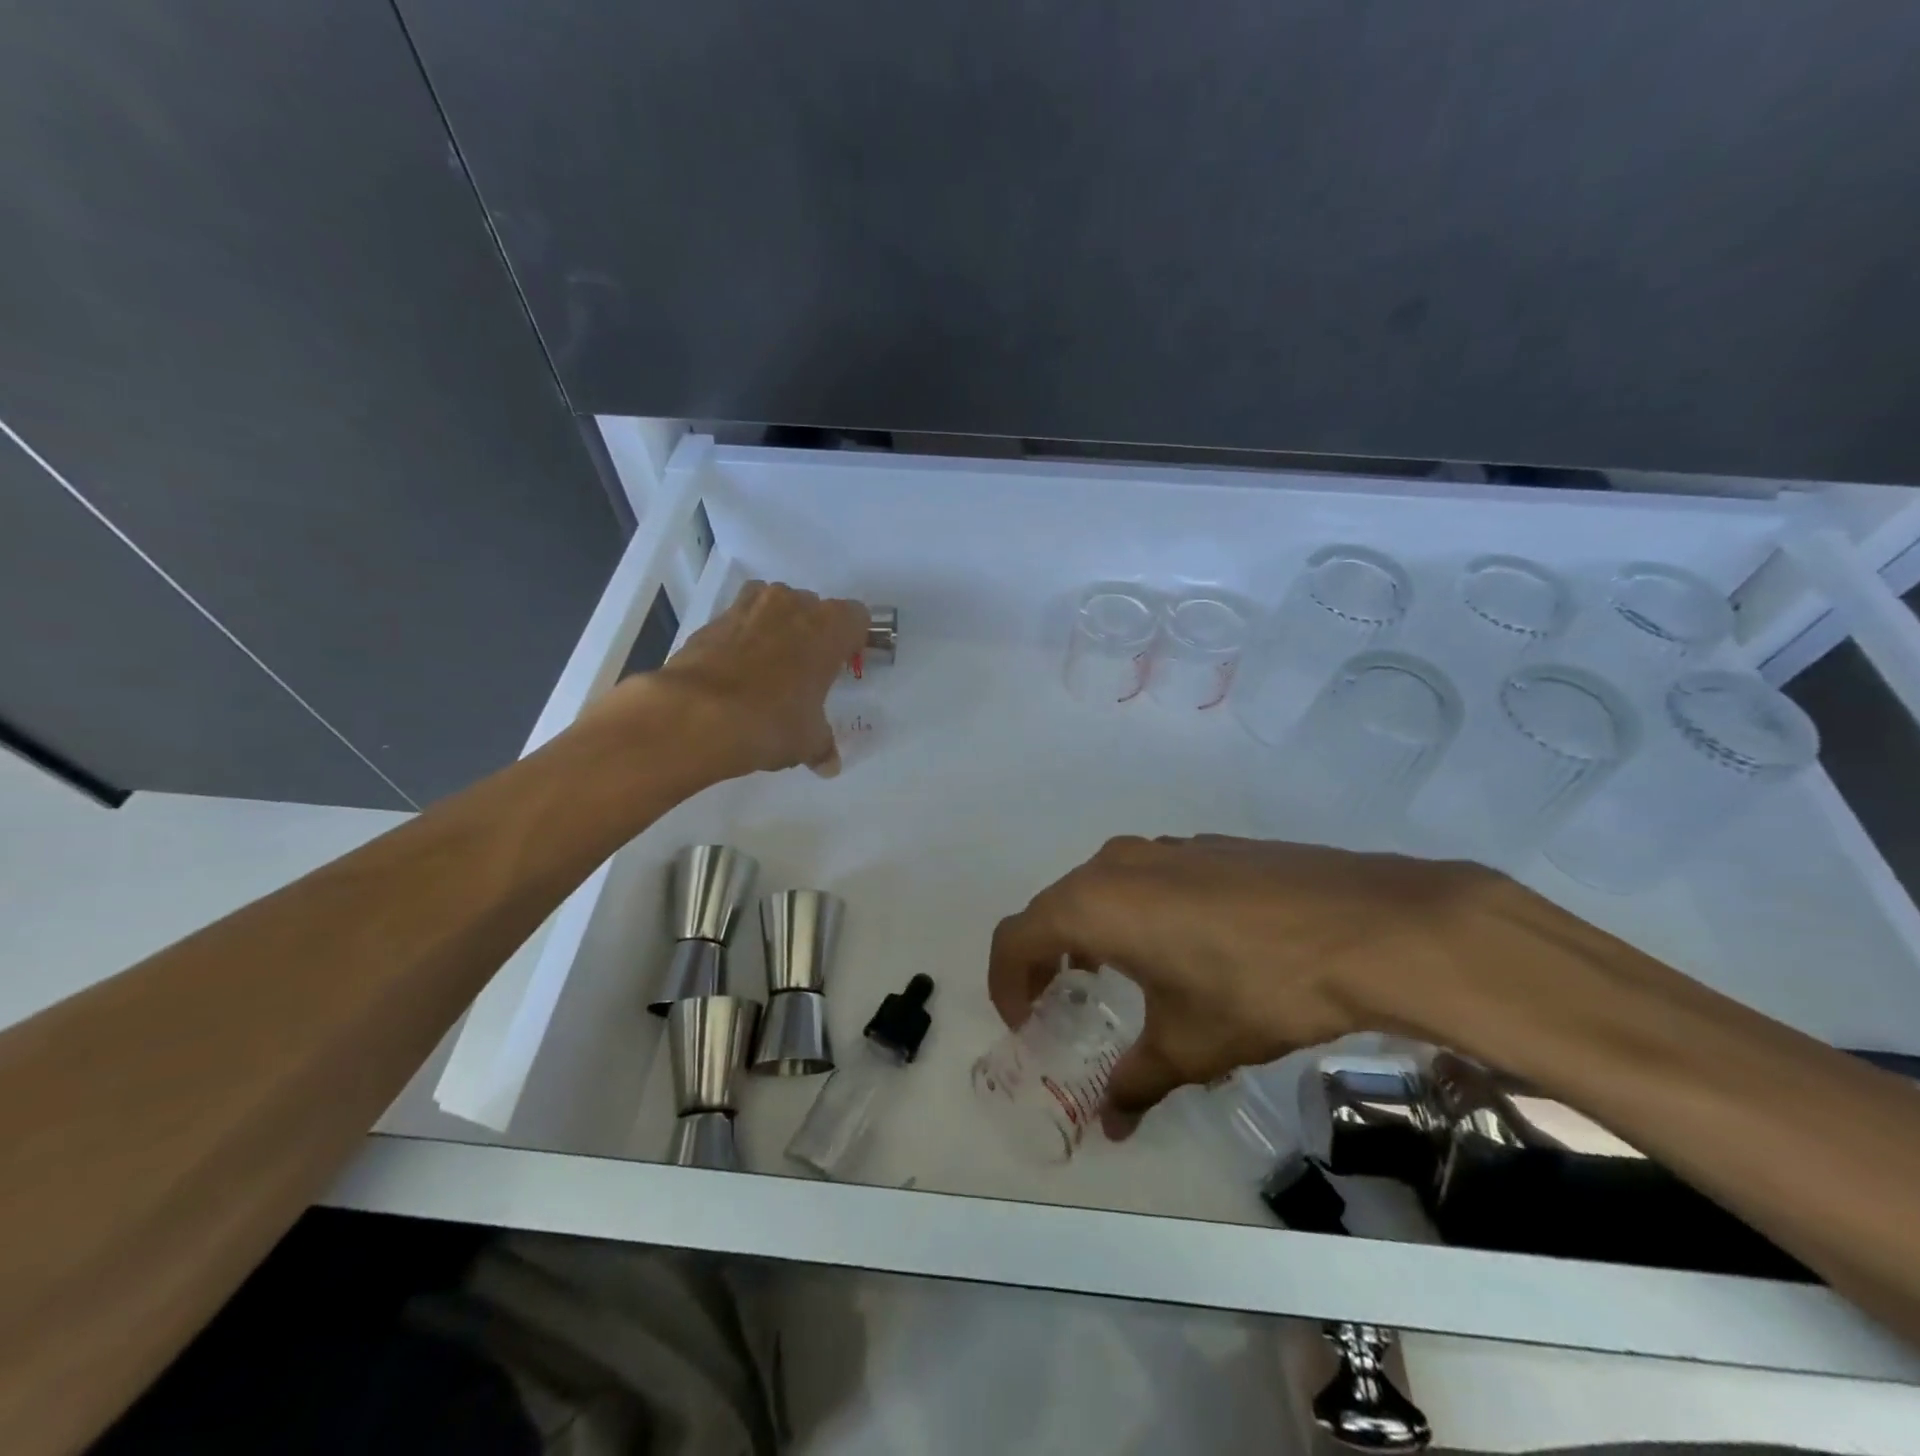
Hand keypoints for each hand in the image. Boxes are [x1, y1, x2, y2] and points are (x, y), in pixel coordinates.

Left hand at [618, 581, 868, 779]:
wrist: (695, 715)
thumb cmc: (771, 721)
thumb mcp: (807, 741)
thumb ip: (823, 746)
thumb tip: (829, 766)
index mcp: (828, 627)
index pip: (856, 617)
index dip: (851, 640)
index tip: (841, 664)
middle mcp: (792, 604)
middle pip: (813, 608)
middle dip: (812, 633)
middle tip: (805, 671)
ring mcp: (749, 607)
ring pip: (774, 606)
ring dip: (775, 627)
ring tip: (768, 666)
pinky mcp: (713, 619)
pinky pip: (739, 620)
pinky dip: (741, 638)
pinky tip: (736, 671)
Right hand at [987, 835, 1505, 1137]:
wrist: (1367, 926)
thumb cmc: (1256, 986)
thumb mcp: (1189, 1046)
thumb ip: (1136, 1084)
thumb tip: (1110, 1127)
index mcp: (1094, 904)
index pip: (1016, 937)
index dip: (1007, 982)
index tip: (1024, 1022)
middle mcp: (1117, 864)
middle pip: (1054, 907)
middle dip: (1045, 957)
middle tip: (1060, 1002)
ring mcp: (1165, 847)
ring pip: (1101, 887)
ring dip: (1090, 930)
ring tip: (1116, 975)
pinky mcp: (1207, 846)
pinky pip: (1147, 877)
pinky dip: (1135, 911)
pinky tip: (1182, 948)